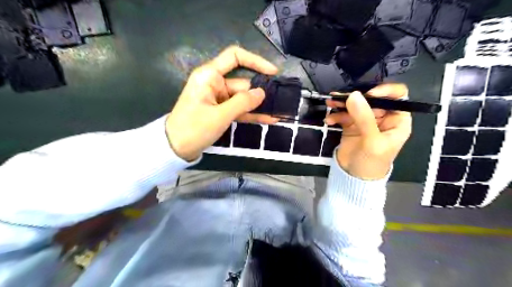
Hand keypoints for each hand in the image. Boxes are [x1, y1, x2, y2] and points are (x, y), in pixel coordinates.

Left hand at [165, 46, 277, 159]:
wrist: (176, 149)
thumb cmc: (194, 128)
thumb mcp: (220, 116)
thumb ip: (242, 103)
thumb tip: (262, 93)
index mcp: (210, 76)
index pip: (234, 57)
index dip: (255, 61)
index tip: (272, 72)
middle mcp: (214, 83)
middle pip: (242, 82)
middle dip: (260, 92)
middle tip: (281, 101)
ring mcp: (218, 98)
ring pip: (242, 98)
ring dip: (258, 106)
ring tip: (278, 112)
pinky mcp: (220, 111)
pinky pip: (238, 109)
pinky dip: (251, 114)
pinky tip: (268, 119)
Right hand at [326, 84, 412, 180]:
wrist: (354, 177)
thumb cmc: (372, 162)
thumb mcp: (372, 141)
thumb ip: (364, 118)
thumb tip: (353, 95)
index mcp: (396, 120)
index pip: (397, 96)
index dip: (384, 91)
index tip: (367, 94)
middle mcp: (382, 117)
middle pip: (371, 99)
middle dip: (355, 98)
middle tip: (339, 98)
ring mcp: (365, 120)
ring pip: (355, 105)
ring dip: (342, 104)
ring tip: (330, 103)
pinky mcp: (351, 125)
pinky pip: (344, 114)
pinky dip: (336, 115)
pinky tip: (329, 120)